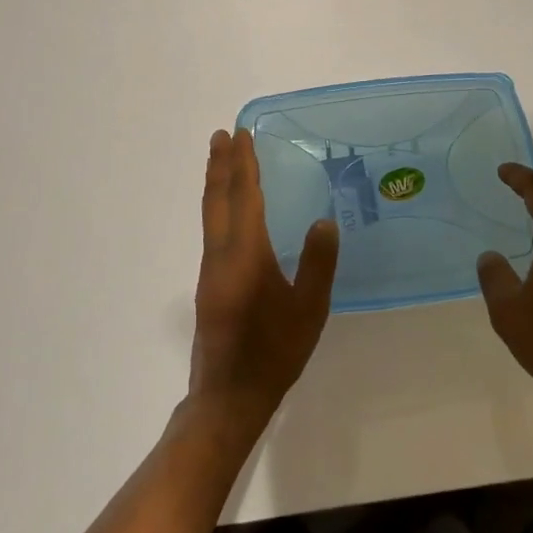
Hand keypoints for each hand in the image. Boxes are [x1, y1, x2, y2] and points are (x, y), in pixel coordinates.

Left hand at [190, 129, 338, 431]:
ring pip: (210, 215)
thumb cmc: (274, 353)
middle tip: (222, 135)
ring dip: (216, 183)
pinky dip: (218, 207)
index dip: (243, 164)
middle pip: (217, 200)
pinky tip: (229, 212)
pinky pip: (212, 231)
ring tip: (221, 162)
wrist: (228, 398)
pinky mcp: (208, 284)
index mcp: (245, 255)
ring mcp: (209, 270)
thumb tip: (324, 221)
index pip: (243, 197)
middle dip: (220, 165)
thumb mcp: (309, 310)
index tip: (240, 135)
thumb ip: (317, 264)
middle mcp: (220, 254)